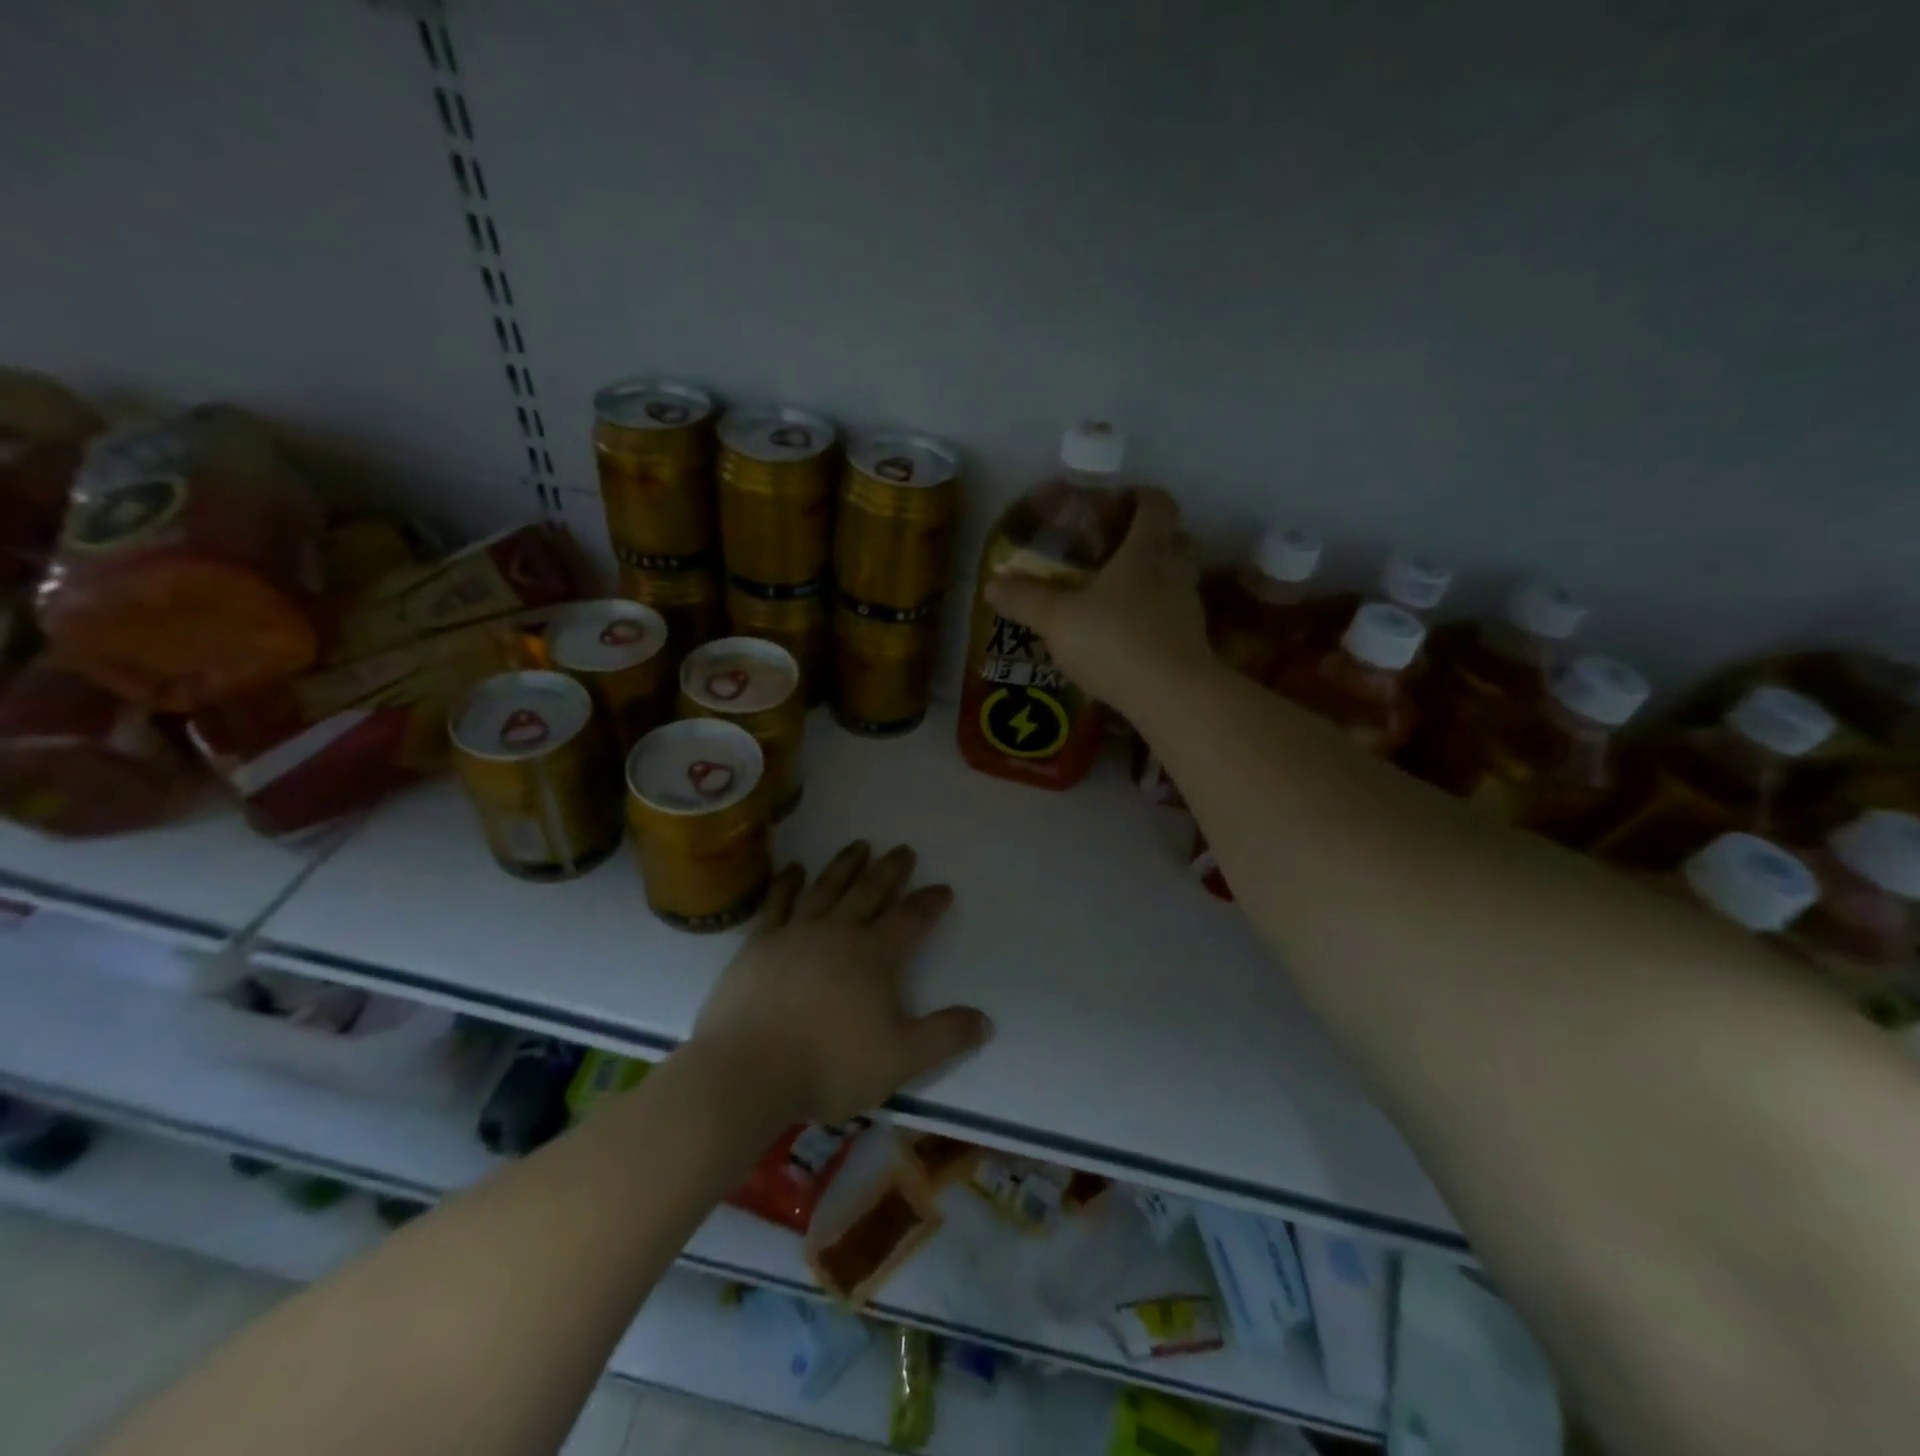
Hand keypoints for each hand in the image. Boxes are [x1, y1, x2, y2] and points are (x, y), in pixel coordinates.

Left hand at [690, 842, 992, 1125]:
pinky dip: (788, 883)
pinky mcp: (759, 944)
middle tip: (903, 849)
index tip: (943, 888)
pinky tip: (794, 869)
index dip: (929, 902)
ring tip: (859, 845)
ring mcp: (795, 933)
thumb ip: (945, 1037)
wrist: (748, 1071)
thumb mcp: (901, 1059)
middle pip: (870, 891)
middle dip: (890, 870)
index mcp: (874, 956)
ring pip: (827, 888)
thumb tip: (985, 1020)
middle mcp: (838, 933)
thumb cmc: (829, 1065)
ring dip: (845, 865)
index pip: (910, 919)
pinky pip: (777, 902)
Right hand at [985, 487, 1208, 710]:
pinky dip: (1158, 619)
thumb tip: (990, 584)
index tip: (1120, 502)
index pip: (1156, 505)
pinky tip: (1132, 638)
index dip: (1141, 497)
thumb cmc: (1114, 641)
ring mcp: (1189, 609)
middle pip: (1177, 540)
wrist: (1171, 696)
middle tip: (1121, 550)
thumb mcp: (1057, 620)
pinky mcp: (1193, 644)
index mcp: (1146, 551)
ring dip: (1157, 581)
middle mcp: (1175, 572)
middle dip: (1154, 539)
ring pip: (1179, 581)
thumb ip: (1024, 600)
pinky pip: (1175, 618)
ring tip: (1121, 598)